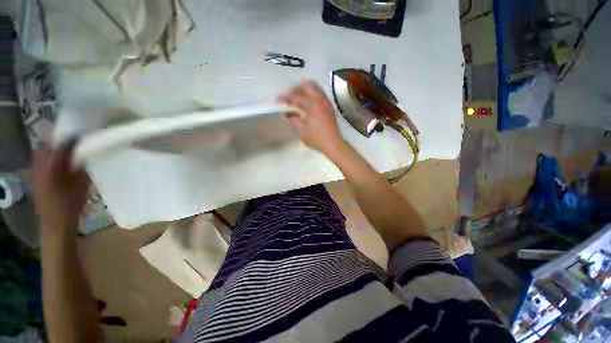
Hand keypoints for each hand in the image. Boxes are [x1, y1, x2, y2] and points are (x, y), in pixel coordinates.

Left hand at [32, 144, 89, 235]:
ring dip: (51, 151)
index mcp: (52, 170)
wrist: (56, 225)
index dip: (70, 139)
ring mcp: (34, 175)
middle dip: (56, 143)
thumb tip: (84, 156)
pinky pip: (38, 164)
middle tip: (71, 143)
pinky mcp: (34, 181)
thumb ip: (81, 169)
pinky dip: (47, 160)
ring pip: (39, 155)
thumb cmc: (71, 206)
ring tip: (64, 153)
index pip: (59, 147)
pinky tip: (57, 165)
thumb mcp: (81, 187)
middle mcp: (39, 169)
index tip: (81, 135)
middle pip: (44, 148)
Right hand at [280, 81, 345, 156]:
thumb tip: (289, 114)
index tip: (278, 100)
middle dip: (295, 89)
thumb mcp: (302, 131)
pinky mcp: (330, 107)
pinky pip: (320, 95)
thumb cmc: (317, 139)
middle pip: (307, 86)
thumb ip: (294, 120)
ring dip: (305, 90)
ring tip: (297, 99)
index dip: (285, 97)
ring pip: (315, 88)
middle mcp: (320, 100)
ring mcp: (327, 103)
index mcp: (312, 105)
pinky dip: (312, 95)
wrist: (333, 144)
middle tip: (288, 97)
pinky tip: (308, 104)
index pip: (296, 96)